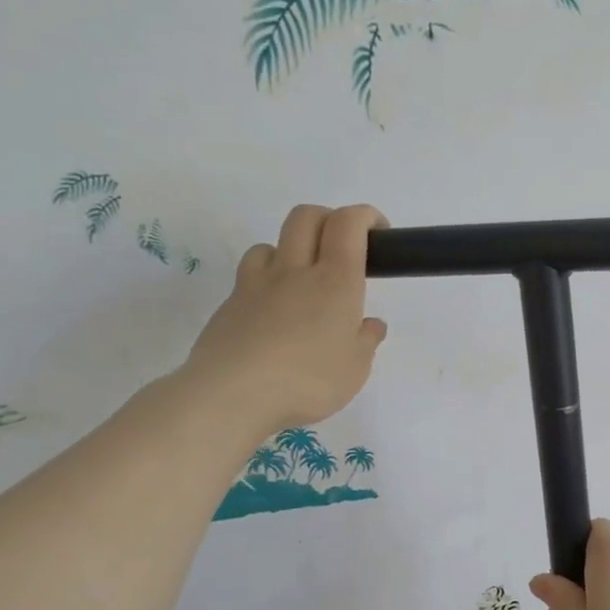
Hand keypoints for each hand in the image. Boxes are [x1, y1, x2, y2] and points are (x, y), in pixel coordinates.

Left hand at [179, 204, 388, 442]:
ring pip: (273, 243)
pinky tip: (275, 308)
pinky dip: (269, 278)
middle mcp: (296, 271)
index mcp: (336, 281)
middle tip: (344, 246)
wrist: (233, 394)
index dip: (365, 216)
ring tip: (304, 279)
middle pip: (306, 217)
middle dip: (329, 219)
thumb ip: (365, 341)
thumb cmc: (309, 380)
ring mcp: (257, 284)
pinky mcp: (231, 304)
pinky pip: (252, 275)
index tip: (379, 231)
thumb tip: (370, 324)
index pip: (348, 225)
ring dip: (293, 248)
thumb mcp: (355, 368)